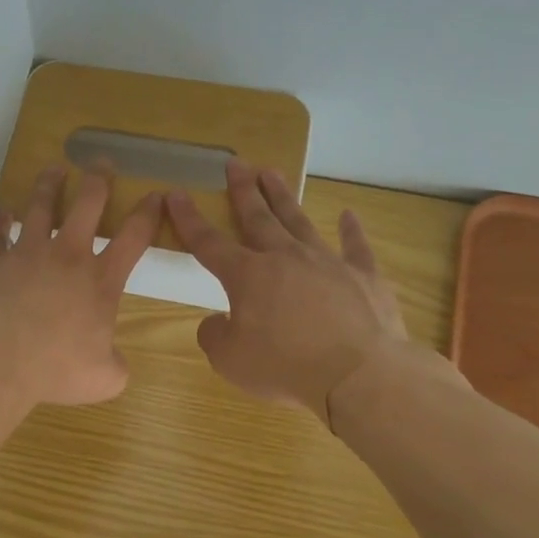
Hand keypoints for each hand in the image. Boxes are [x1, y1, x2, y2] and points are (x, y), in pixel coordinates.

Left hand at [0, 164, 161, 406]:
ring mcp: (26, 253)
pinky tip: (2, 212)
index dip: (148, 214)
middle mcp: (66, 257)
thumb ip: (116, 366)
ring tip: (54, 169)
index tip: (156, 194)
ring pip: (41, 207)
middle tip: (101, 162)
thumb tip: (116, 363)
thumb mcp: (103, 378)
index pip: (133, 237)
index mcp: (101, 281)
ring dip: (49, 186)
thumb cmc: (56, 367)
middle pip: (87, 205)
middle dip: (98, 180)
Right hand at [165, 161, 435, 419]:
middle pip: (258, 218)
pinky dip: (351, 230)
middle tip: (236, 164)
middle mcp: (285, 258)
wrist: (357, 373)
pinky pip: (355, 246)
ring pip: (299, 221)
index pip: (209, 242)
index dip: (188, 219)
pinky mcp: (364, 276)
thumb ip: (214, 335)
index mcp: (247, 276)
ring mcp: (327, 262)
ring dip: (283, 197)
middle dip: (243, 191)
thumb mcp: (229, 360)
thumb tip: (217, 321)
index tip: (175, 194)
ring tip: (273, 173)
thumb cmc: (284, 366)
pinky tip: (349, 215)